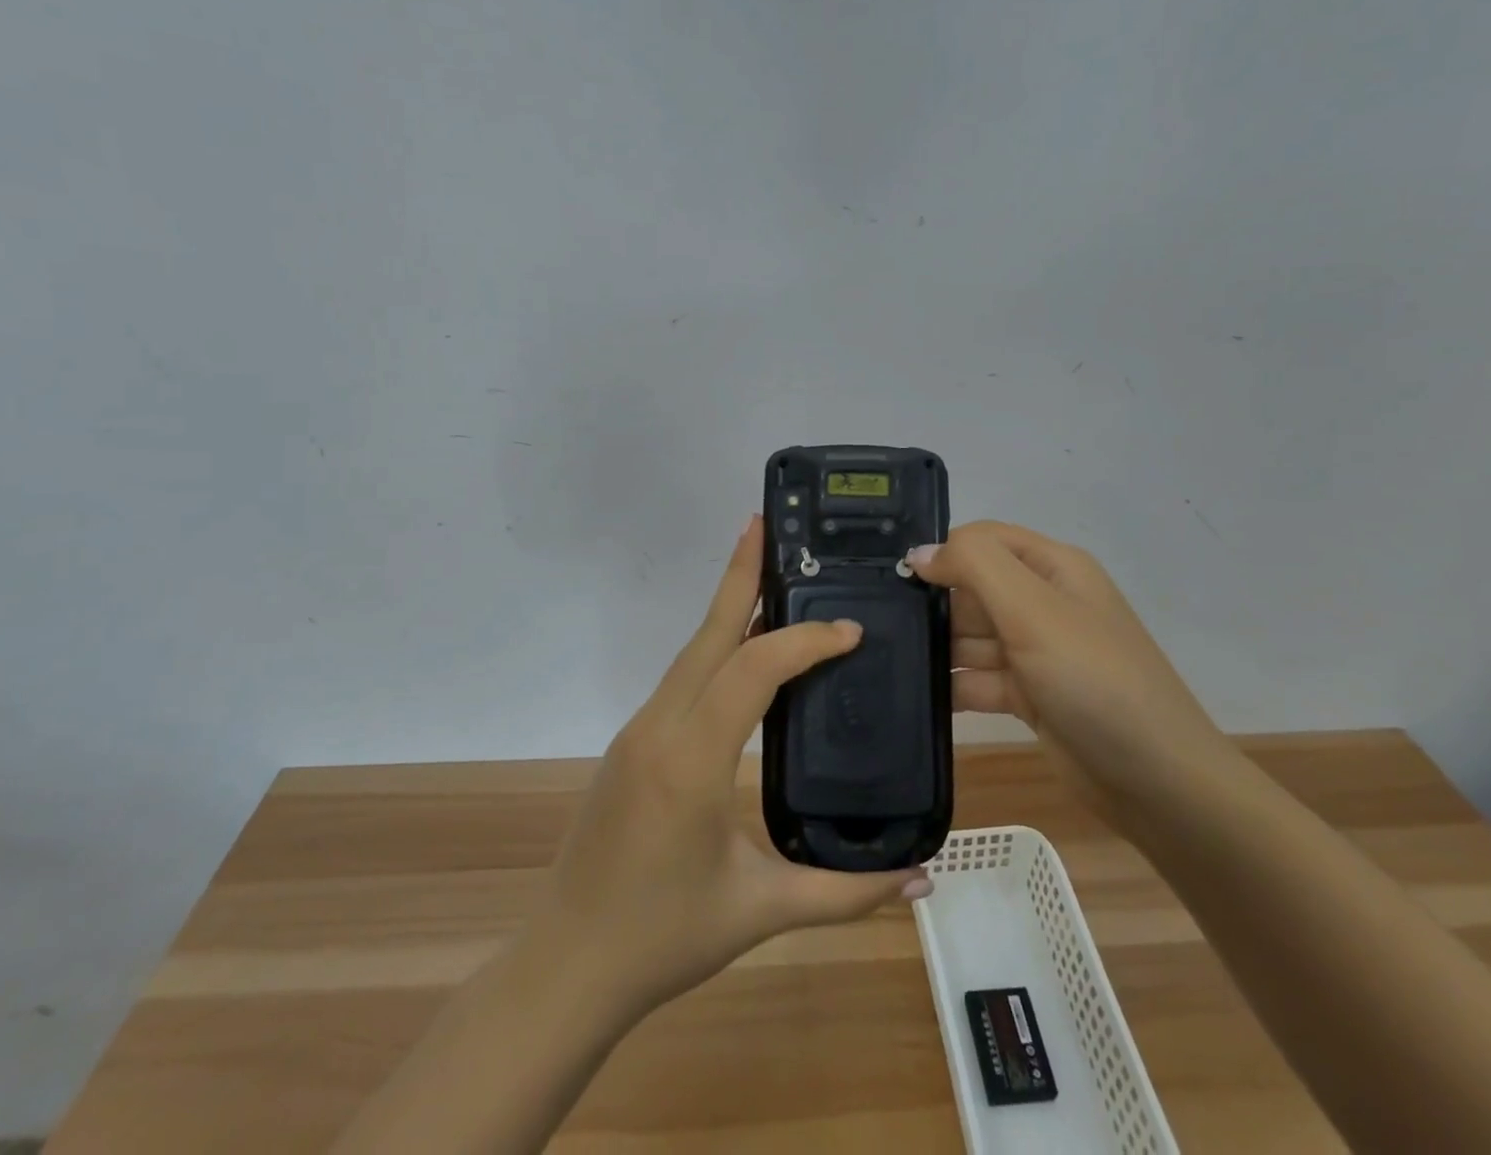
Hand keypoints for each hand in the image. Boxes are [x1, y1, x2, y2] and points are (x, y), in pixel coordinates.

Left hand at [536, 516, 929, 1019]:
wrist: (566, 966)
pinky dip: (716, 648)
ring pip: (693, 652)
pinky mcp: (633, 742)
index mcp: (691, 757)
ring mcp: (639, 730)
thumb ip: (848, 892)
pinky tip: (742, 652)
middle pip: (708, 633)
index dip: (804, 641)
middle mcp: (659, 726)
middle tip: (767, 525)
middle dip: (740, 574)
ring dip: (729, 608)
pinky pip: (682, 678)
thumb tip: (924, 879)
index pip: (754, 670)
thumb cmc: (664, 938)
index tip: (850, 631)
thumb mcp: (763, 911)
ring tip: (769, 575)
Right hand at [911, 521, 1236, 836]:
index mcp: (1053, 567)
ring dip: (937, 647)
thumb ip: (974, 568)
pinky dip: (951, 685)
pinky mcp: (1029, 696)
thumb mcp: (1034, 610)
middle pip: (973, 587)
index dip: (944, 552)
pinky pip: (978, 678)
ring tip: (888, 658)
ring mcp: (1036, 651)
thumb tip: (919, 554)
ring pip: (971, 636)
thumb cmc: (1094, 679)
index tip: (895, 579)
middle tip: (881, 625)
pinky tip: (915, 694)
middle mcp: (1044, 602)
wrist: (1157, 782)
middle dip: (935, 604)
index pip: (984, 540)